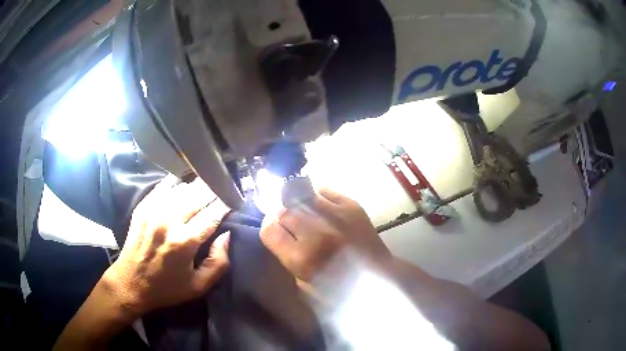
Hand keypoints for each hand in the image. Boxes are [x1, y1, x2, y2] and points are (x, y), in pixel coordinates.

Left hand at [104, 176, 230, 316]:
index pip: (213, 212)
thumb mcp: (199, 286)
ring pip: (183, 186)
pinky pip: (164, 186)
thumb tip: (227, 235)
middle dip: (215, 190)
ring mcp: (153, 210)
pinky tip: (183, 190)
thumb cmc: (166, 288)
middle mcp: (169, 220)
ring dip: (197, 188)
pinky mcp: (143, 207)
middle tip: (223, 192)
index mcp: (185, 241)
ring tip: (205, 192)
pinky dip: (178, 185)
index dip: (227, 203)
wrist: (130, 283)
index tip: (235, 201)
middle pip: (199, 193)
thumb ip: (219, 262)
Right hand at [260, 188, 390, 282]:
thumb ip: (287, 258)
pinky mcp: (351, 205)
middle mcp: (316, 232)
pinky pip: (324, 191)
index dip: (269, 229)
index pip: (269, 230)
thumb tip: (279, 234)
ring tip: (305, 215)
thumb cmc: (340, 288)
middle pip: (284, 211)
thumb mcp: (304, 285)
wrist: (378, 276)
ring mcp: (335, 215)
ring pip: (301, 197)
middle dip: (283, 218)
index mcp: (302, 258)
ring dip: (299, 206)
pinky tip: (321, 209)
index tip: (274, 232)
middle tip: (291, 226)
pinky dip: (317, 198)